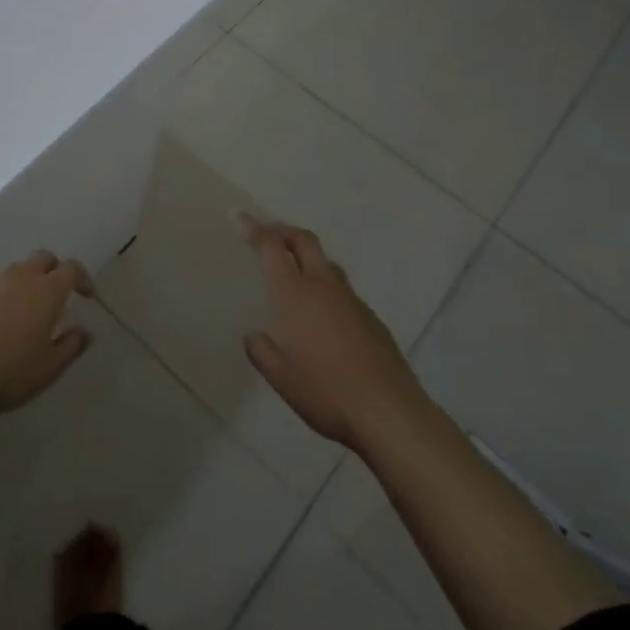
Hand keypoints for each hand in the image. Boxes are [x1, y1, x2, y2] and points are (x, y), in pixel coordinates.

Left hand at [0, 251, 95, 413]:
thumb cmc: (11, 369)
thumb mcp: (49, 367)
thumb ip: (71, 346)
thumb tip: (85, 332)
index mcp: (46, 290)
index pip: (71, 269)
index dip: (83, 278)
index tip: (87, 296)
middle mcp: (23, 278)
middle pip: (45, 258)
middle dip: (57, 270)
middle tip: (62, 295)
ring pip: (22, 267)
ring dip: (34, 278)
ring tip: (35, 306)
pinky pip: (4, 281)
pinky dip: (14, 289)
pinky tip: (11, 315)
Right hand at [243, 216, 421, 450]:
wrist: (390, 413)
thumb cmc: (326, 391)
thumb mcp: (279, 377)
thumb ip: (261, 350)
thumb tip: (254, 335)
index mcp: (295, 294)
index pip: (271, 247)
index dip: (253, 228)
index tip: (239, 215)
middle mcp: (323, 287)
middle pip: (304, 240)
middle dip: (284, 230)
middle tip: (268, 233)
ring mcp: (352, 301)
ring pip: (327, 263)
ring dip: (307, 256)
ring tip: (295, 270)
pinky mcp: (371, 319)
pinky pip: (343, 290)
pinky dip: (326, 286)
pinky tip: (324, 314)